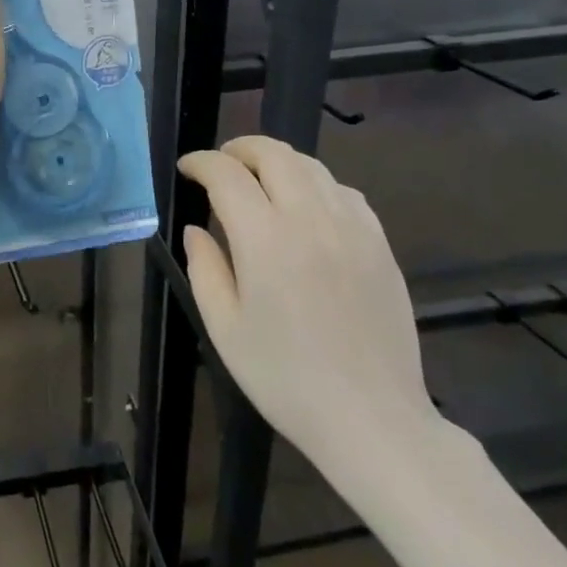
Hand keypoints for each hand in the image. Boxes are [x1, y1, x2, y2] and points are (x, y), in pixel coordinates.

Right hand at [178, 137, 444, 495]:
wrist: (371, 418)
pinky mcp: (380, 244)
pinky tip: (306, 207)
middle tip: (220, 165)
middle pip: (274, 154)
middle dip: (240, 149)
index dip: (201, 162)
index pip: (227, 175)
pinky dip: (316, 184)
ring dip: (278, 162)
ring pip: (312, 166)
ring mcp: (353, 228)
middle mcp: (311, 219)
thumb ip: (205, 269)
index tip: (187, 169)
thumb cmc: (285, 379)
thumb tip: (196, 229)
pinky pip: (345, 192)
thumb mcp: (225, 328)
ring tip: (259, 180)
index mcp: (265, 239)